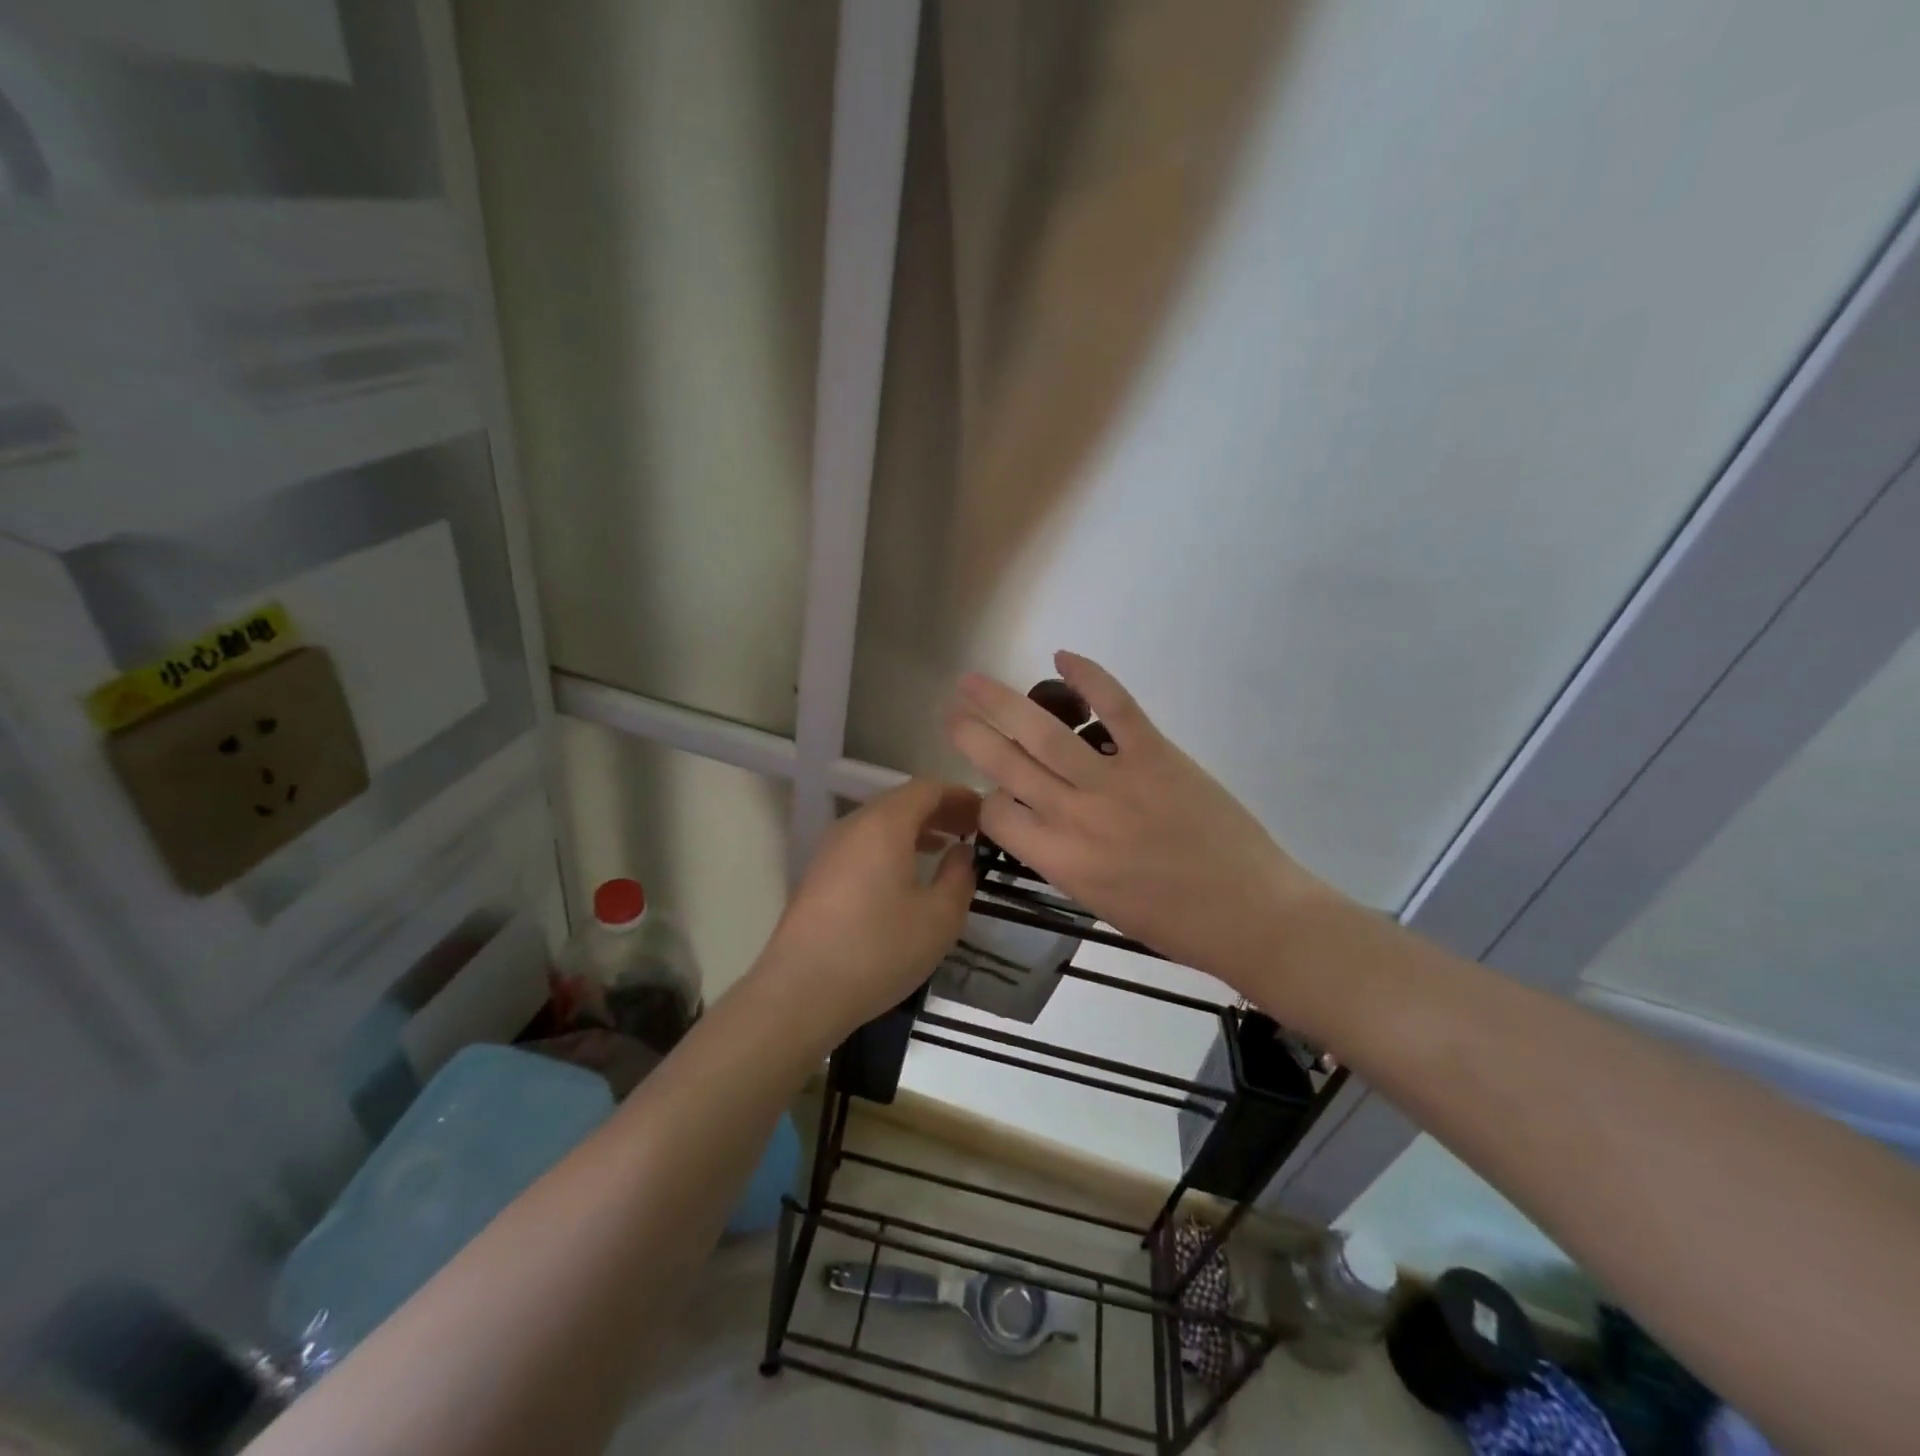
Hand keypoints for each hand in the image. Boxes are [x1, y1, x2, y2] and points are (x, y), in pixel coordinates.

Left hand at [756, 779, 979, 1036]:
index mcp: (884, 823)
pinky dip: (892, 848)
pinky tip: (907, 877)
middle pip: (901, 802)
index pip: (926, 789)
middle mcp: (853, 825)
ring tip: (946, 850)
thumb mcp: (939, 918)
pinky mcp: (818, 876)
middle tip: (972, 831)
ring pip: (880, 824)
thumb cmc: (879, 949)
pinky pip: (863, 846)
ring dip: (916, 830)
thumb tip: (961, 853)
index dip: (960, 796)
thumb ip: (959, 877)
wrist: (800, 992)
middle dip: (939, 811)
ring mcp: (830, 850)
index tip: (986, 813)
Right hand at [946, 652, 1328, 989]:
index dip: (988, 800)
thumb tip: (1040, 818)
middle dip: (971, 734)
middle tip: (952, 710)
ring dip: (1003, 702)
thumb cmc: (1173, 922)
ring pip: (1045, 732)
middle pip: (1007, 765)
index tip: (996, 794)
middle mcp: (1076, 816)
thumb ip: (1062, 858)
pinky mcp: (1157, 755)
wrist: (1249, 914)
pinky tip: (1063, 656)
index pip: (997, 815)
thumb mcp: (1097, 901)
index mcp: (1060, 860)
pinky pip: (1116, 706)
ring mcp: (1116, 780)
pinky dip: (1090, 677)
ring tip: (974, 682)